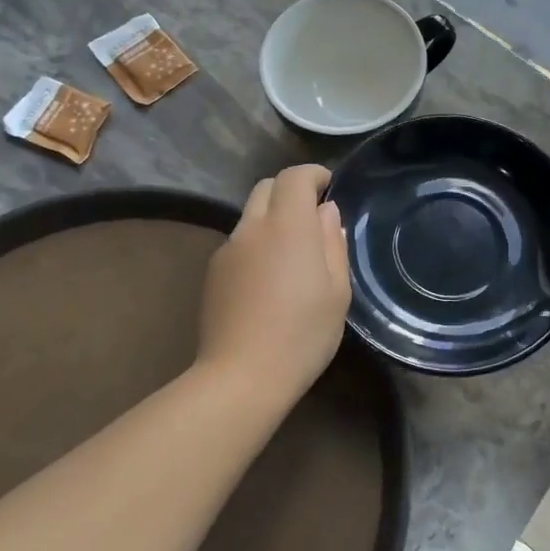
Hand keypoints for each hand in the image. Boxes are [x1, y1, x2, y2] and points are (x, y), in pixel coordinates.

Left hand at [197, 164, 351, 407]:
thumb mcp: (337, 291)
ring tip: (291, 256)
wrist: (242, 375)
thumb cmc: (303, 335)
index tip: (329, 187)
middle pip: (266, 188)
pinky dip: (256, 245)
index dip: (313, 175)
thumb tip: (325, 212)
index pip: (294, 177)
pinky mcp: (213, 272)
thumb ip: (332, 243)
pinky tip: (267, 282)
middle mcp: (253, 228)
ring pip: (250, 216)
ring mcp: (228, 249)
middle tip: (311, 217)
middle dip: (290, 192)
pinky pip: (239, 243)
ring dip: (272, 220)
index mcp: (288, 226)